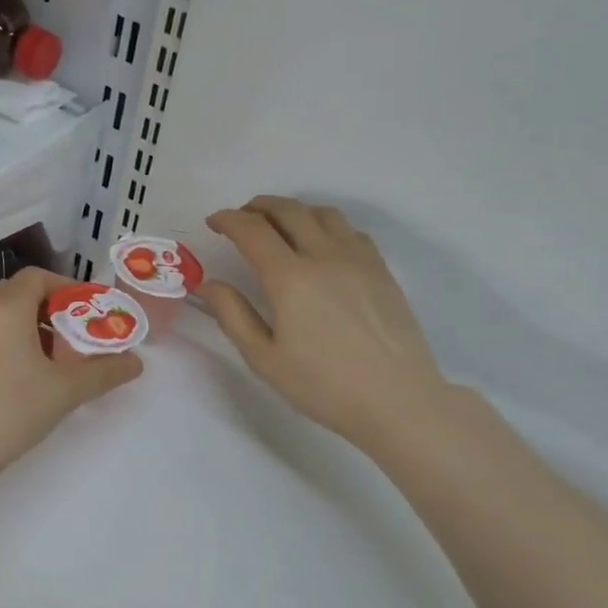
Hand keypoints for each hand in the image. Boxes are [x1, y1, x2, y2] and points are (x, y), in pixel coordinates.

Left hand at [0, 266, 141, 484]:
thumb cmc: (9, 411)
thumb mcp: (65, 391)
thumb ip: (103, 372)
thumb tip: (136, 363)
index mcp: (5, 307)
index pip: (38, 277)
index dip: (66, 288)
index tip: (87, 311)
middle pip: (16, 293)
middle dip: (48, 309)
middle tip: (72, 336)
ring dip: (24, 326)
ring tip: (49, 359)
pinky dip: (2, 342)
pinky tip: (16, 377)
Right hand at [202, 197, 450, 449]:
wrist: (397, 400)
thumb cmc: (323, 385)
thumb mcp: (264, 358)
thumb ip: (232, 315)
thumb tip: (210, 283)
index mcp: (289, 278)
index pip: (252, 230)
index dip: (228, 220)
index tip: (214, 223)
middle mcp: (324, 256)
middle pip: (288, 210)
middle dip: (257, 207)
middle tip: (241, 219)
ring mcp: (358, 259)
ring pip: (322, 213)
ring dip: (293, 211)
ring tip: (279, 226)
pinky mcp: (381, 270)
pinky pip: (350, 230)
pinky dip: (325, 225)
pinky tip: (321, 245)